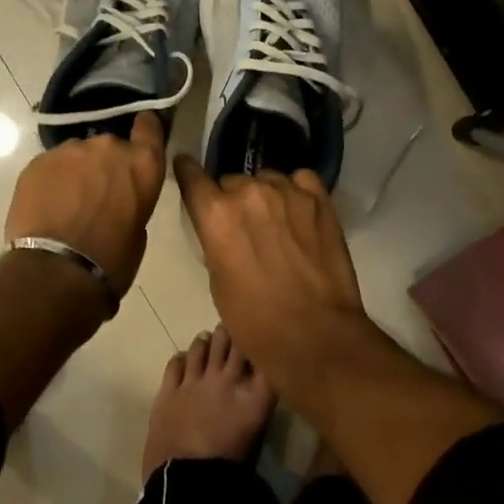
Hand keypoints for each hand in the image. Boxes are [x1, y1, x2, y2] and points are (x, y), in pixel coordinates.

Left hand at [4, 112, 166, 295]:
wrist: (56, 271)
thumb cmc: (110, 259)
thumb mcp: (138, 230)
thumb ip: (132, 199)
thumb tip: (118, 197)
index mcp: (142, 163)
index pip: (149, 126)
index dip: (144, 130)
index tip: (139, 137)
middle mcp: (108, 146)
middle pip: (109, 145)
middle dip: (104, 163)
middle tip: (96, 191)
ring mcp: (70, 150)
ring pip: (77, 154)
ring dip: (76, 171)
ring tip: (67, 202)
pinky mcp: (38, 161)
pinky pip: (50, 165)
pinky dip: (51, 180)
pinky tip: (46, 206)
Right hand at [171, 157, 368, 396]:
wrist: (316, 336)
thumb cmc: (256, 322)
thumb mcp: (218, 282)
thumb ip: (216, 241)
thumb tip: (224, 227)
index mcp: (216, 215)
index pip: (192, 176)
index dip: (187, 171)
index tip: (186, 167)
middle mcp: (249, 192)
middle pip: (232, 181)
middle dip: (233, 199)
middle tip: (244, 227)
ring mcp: (287, 191)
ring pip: (267, 179)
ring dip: (265, 196)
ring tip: (276, 222)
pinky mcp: (318, 199)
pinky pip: (300, 180)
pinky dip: (296, 191)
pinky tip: (299, 211)